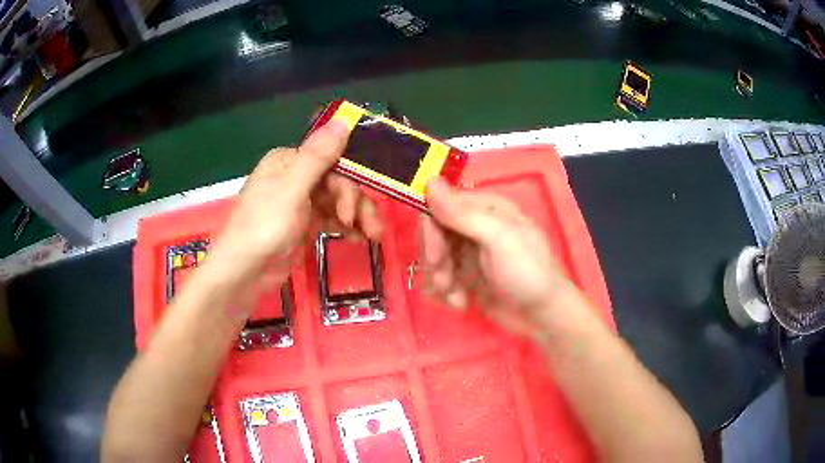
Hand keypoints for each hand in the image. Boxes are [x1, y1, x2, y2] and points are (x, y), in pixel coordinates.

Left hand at [210, 119, 382, 292]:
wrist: (245, 273)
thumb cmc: (264, 227)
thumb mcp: (292, 188)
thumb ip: (318, 155)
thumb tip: (343, 119)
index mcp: (289, 161)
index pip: (331, 161)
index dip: (349, 182)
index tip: (358, 206)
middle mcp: (295, 177)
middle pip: (338, 183)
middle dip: (356, 205)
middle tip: (372, 229)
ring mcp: (300, 202)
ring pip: (338, 202)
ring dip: (357, 217)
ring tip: (373, 237)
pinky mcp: (304, 225)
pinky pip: (332, 219)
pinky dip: (346, 227)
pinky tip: (358, 239)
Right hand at [419, 179, 572, 337]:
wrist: (543, 316)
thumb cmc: (527, 272)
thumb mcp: (499, 239)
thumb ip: (463, 214)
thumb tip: (429, 181)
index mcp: (486, 208)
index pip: (440, 206)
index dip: (431, 231)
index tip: (434, 257)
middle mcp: (475, 226)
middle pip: (434, 233)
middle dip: (435, 260)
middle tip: (444, 282)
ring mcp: (470, 252)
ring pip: (435, 258)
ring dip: (440, 280)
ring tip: (457, 299)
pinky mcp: (466, 276)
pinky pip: (440, 277)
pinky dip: (445, 292)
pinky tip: (460, 303)